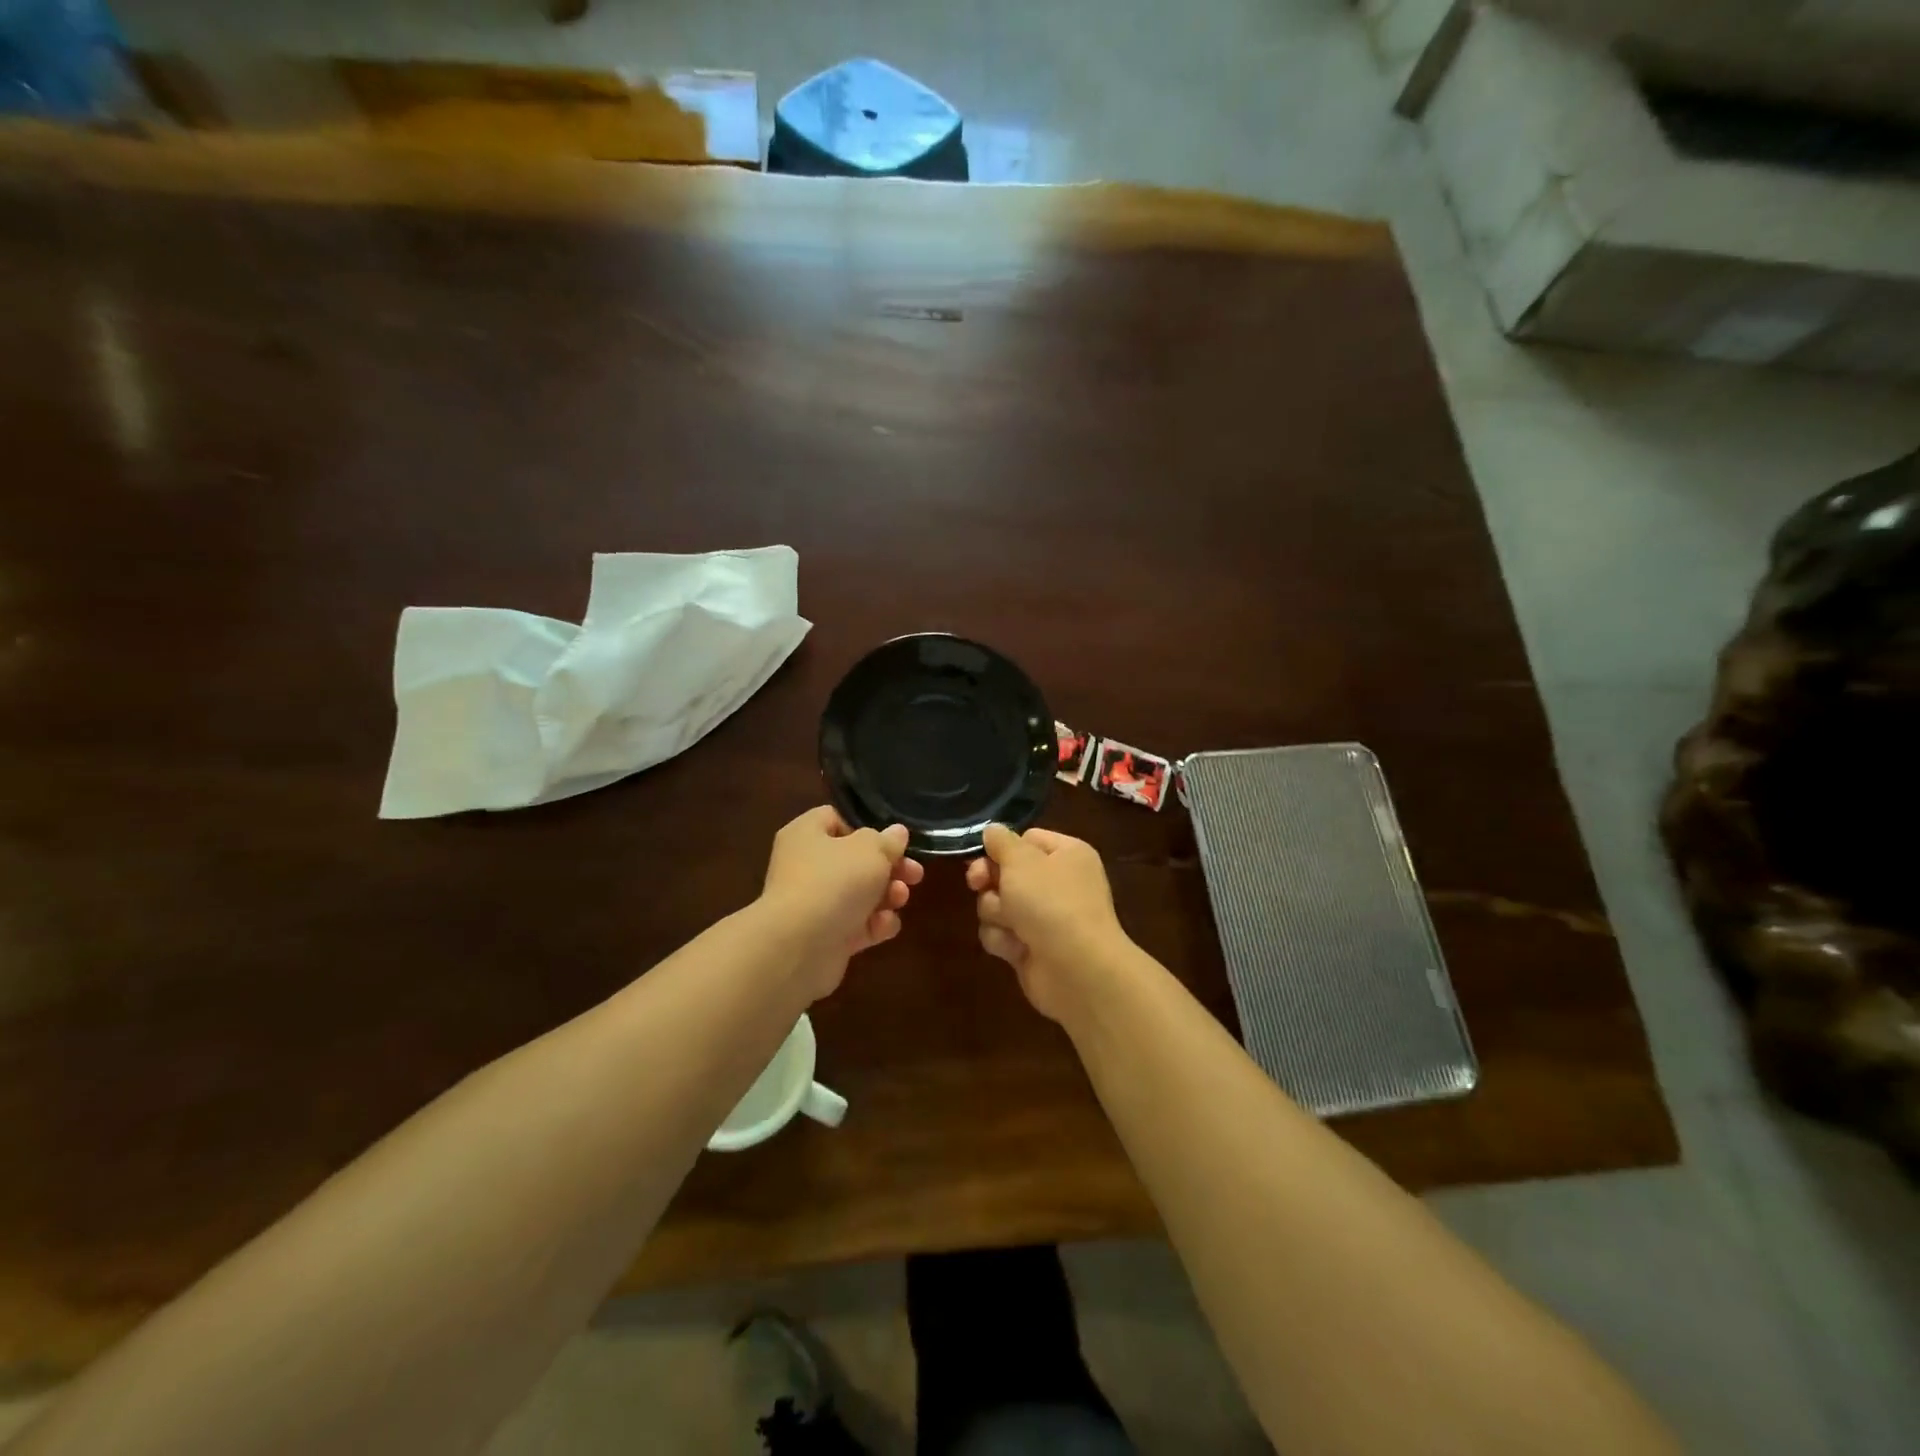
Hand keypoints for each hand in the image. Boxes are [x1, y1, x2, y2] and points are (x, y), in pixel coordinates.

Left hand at [760, 806, 924, 998]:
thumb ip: (888, 840)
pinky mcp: (825, 938)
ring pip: (860, 894)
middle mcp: (806, 866)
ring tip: (900, 898)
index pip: (836, 819)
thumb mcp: (871, 850)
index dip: (867, 827)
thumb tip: (896, 833)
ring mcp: (815, 904)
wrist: (799, 947)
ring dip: (887, 896)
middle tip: (915, 873)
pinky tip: (884, 926)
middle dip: (889, 867)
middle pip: (855, 860)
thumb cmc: (834, 882)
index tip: (893, 840)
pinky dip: (874, 925)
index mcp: (807, 834)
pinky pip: (857, 925)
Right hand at [966, 824, 1129, 1022]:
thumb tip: (992, 830)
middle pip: (1006, 872)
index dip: (1003, 847)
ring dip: (996, 913)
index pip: (1027, 839)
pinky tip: (1017, 948)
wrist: (1076, 969)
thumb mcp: (1021, 860)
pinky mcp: (1031, 948)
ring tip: (1012, 924)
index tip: (983, 854)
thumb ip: (1001, 841)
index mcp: (1066, 854)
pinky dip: (1004, 940)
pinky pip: (1001, 934)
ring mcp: (1044, 918)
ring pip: (997, 904)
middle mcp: (1057, 883)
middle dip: (990, 880)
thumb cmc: (1051, 902)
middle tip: (978, 884)